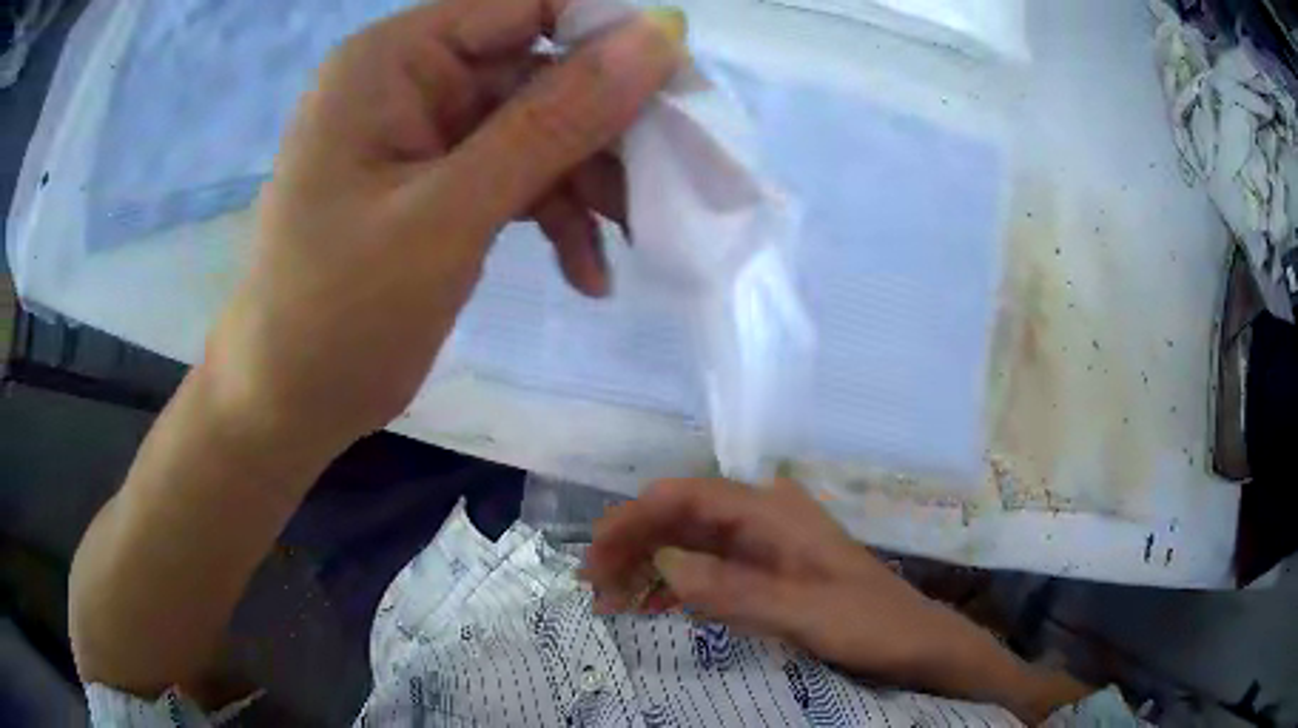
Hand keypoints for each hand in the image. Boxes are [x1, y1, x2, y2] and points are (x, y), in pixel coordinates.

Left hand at [203, 0, 685, 455]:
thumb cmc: (340, 313)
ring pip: (536, 129)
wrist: (287, 405)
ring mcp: (423, 135)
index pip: (525, 5)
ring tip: (633, 240)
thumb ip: (556, 118)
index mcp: (393, 59)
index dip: (607, 36)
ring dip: (587, 183)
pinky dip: (554, 216)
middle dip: (603, 129)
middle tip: (663, 185)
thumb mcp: (450, 212)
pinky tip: (585, 274)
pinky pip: (513, 177)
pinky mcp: (435, 185)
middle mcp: (409, 80)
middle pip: (538, 70)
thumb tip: (660, 36)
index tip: (678, 92)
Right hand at [583, 477, 948, 675]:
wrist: (913, 641)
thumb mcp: (805, 613)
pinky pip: (706, 570)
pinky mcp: (764, 573)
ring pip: (688, 543)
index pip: (689, 496)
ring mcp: (762, 547)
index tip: (596, 552)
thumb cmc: (868, 621)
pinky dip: (672, 586)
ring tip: (608, 599)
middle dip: (632, 543)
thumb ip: (736, 591)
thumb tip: (664, 566)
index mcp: (774, 512)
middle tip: (593, 583)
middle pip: (681, 517)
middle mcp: (762, 519)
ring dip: (646, 566)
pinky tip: (646, 607)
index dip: (636, 517)